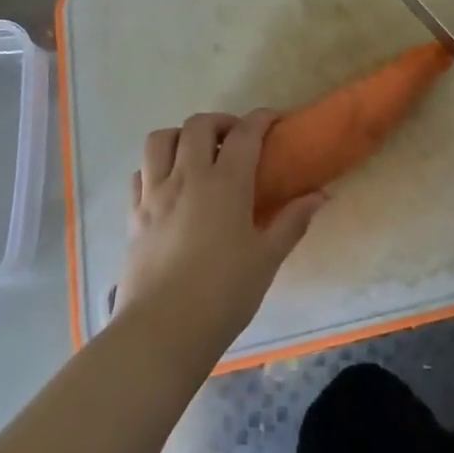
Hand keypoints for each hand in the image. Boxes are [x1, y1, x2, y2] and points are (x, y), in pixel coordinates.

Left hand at [114, 110, 323, 365]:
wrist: (161, 333)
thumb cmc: (223, 295)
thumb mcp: (267, 259)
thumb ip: (292, 221)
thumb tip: (320, 195)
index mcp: (225, 184)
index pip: (245, 133)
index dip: (261, 119)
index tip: (274, 121)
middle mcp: (188, 178)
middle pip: (198, 125)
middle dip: (220, 122)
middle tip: (236, 139)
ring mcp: (155, 194)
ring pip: (160, 139)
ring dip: (181, 136)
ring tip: (197, 154)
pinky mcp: (133, 216)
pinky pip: (140, 173)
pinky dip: (155, 167)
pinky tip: (169, 185)